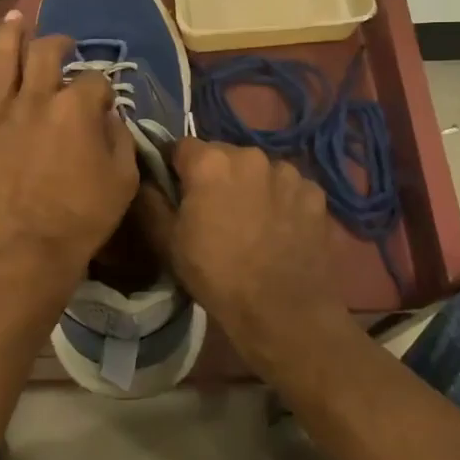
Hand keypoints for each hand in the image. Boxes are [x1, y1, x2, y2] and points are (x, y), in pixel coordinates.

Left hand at [0, 10, 137, 275]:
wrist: (27, 250)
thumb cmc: (83, 217)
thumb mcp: (123, 179)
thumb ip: (119, 138)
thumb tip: (107, 116)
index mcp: (76, 108)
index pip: (94, 80)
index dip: (102, 89)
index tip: (104, 105)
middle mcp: (35, 100)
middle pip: (45, 54)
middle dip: (58, 43)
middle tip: (63, 44)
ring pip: (0, 61)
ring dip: (8, 35)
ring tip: (14, 17)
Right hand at [136, 139, 349, 369]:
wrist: (282, 312)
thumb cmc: (216, 275)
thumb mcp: (167, 242)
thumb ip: (150, 201)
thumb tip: (145, 178)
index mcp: (210, 162)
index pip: (181, 147)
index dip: (176, 169)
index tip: (177, 194)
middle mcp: (250, 155)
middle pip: (223, 155)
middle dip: (215, 176)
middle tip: (214, 212)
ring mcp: (288, 173)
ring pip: (258, 170)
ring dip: (251, 186)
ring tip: (251, 222)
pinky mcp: (315, 194)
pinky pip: (289, 188)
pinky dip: (281, 201)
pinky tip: (279, 230)